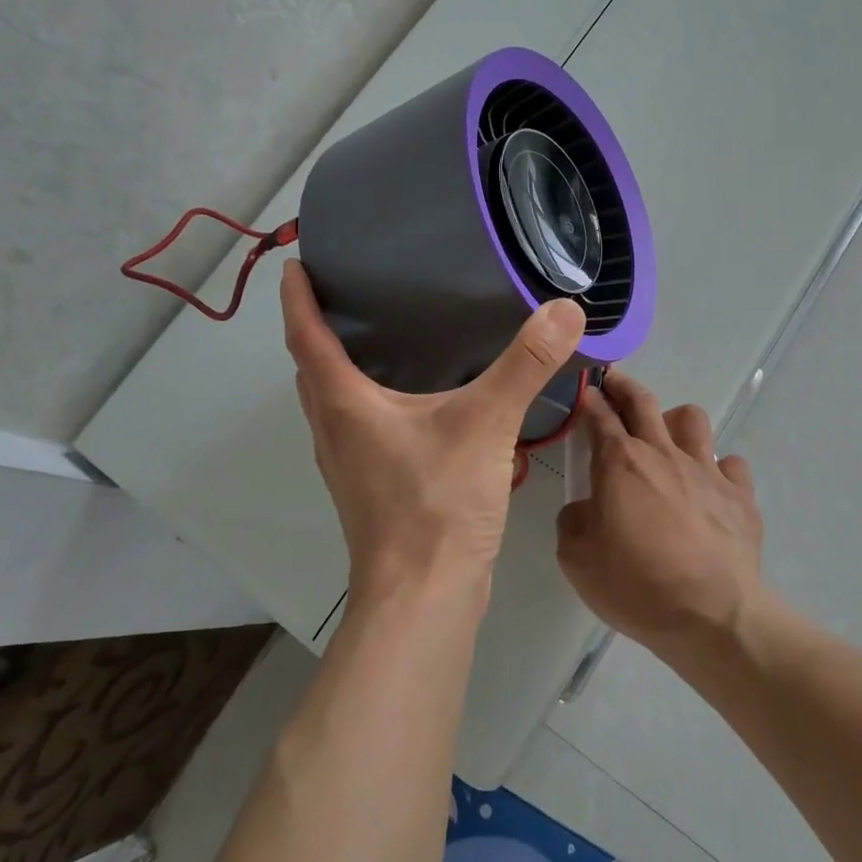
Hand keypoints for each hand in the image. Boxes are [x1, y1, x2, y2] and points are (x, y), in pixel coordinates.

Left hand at [280, 260, 586, 609]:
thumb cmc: (437, 505)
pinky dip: (366, 401)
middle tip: (344, 291)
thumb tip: (564, 309)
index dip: (298, 297)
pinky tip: (410, 402)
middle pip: (311, 369)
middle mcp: (335, 430)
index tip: (297, 261)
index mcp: (345, 405)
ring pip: (331, 402)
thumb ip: (525, 365)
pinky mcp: (372, 489)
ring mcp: (350, 465)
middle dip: (316, 328)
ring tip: (375, 337)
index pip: (307, 336)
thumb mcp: (485, 425)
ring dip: (338, 368)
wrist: (424, 600)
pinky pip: (357, 429)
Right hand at [555, 371, 766, 660]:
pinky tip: (710, 488)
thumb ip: (573, 520)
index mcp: (620, 462)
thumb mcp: (576, 557)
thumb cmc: (636, 583)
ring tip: (667, 439)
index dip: (588, 399)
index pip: (598, 416)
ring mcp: (707, 470)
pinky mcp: (740, 494)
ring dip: (675, 421)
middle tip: (613, 382)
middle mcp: (663, 453)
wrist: (711, 615)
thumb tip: (586, 508)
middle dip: (624, 385)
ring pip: (692, 419)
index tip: (583, 390)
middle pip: (643, 401)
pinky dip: (718, 470)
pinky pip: (731, 463)